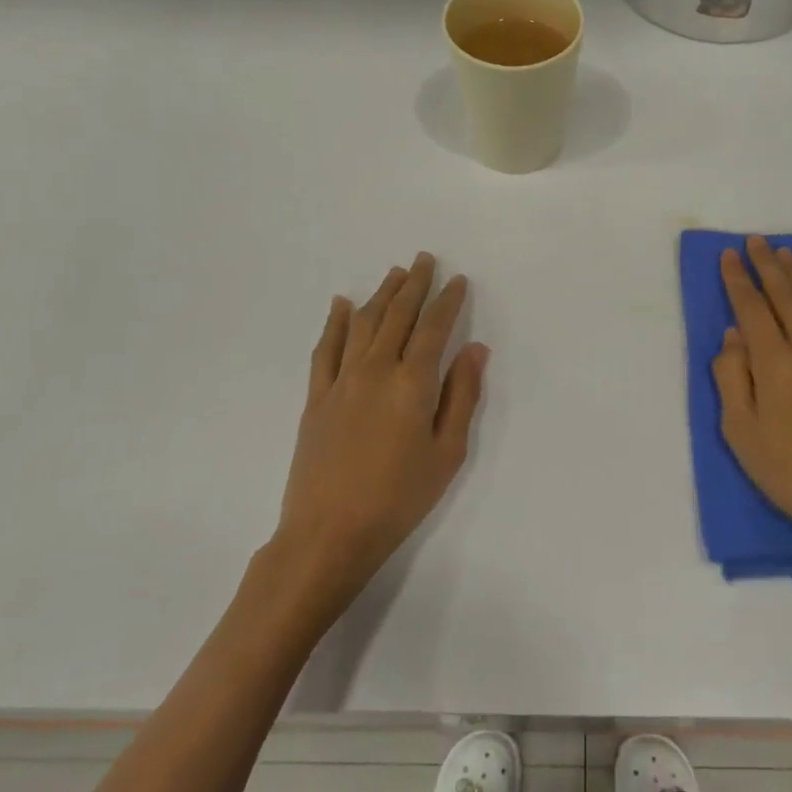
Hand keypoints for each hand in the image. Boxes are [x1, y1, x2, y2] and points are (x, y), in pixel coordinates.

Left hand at [268, 253, 487, 618]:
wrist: (329, 532)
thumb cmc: (399, 497)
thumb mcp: (447, 453)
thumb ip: (462, 396)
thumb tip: (474, 349)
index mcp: (412, 383)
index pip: (434, 327)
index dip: (448, 301)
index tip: (458, 280)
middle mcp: (375, 370)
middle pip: (397, 315)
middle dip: (414, 284)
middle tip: (424, 259)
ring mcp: (341, 381)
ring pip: (362, 323)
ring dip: (380, 295)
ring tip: (394, 273)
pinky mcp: (316, 397)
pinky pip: (325, 348)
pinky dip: (334, 321)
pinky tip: (340, 303)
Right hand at [713, 235, 791, 586]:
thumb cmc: (791, 473)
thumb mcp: (741, 433)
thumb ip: (731, 378)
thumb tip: (733, 336)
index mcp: (775, 364)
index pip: (752, 308)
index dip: (739, 280)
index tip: (729, 256)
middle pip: (787, 295)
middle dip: (769, 265)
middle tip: (756, 242)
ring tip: (788, 255)